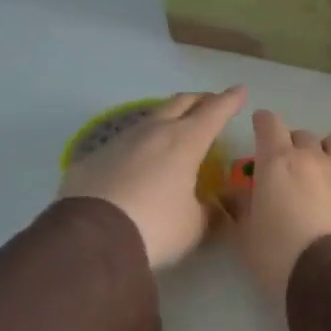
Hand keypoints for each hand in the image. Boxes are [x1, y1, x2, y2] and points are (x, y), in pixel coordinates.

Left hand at [59, 87, 245, 267]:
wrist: (89, 239)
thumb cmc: (155, 227)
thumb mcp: (194, 226)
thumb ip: (210, 213)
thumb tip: (218, 209)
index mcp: (185, 142)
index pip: (215, 111)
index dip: (230, 100)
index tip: (240, 90)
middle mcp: (154, 132)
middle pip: (180, 103)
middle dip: (199, 100)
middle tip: (210, 102)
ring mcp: (120, 141)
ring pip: (150, 118)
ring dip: (167, 118)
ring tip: (175, 128)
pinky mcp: (94, 158)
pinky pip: (123, 142)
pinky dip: (140, 144)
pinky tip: (139, 160)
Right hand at [235, 110, 330, 305]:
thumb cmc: (278, 255)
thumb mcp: (245, 236)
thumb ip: (241, 208)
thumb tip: (235, 194)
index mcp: (278, 162)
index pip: (269, 124)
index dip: (263, 122)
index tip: (260, 126)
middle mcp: (312, 157)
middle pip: (302, 134)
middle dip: (292, 143)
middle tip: (285, 165)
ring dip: (325, 149)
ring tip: (320, 170)